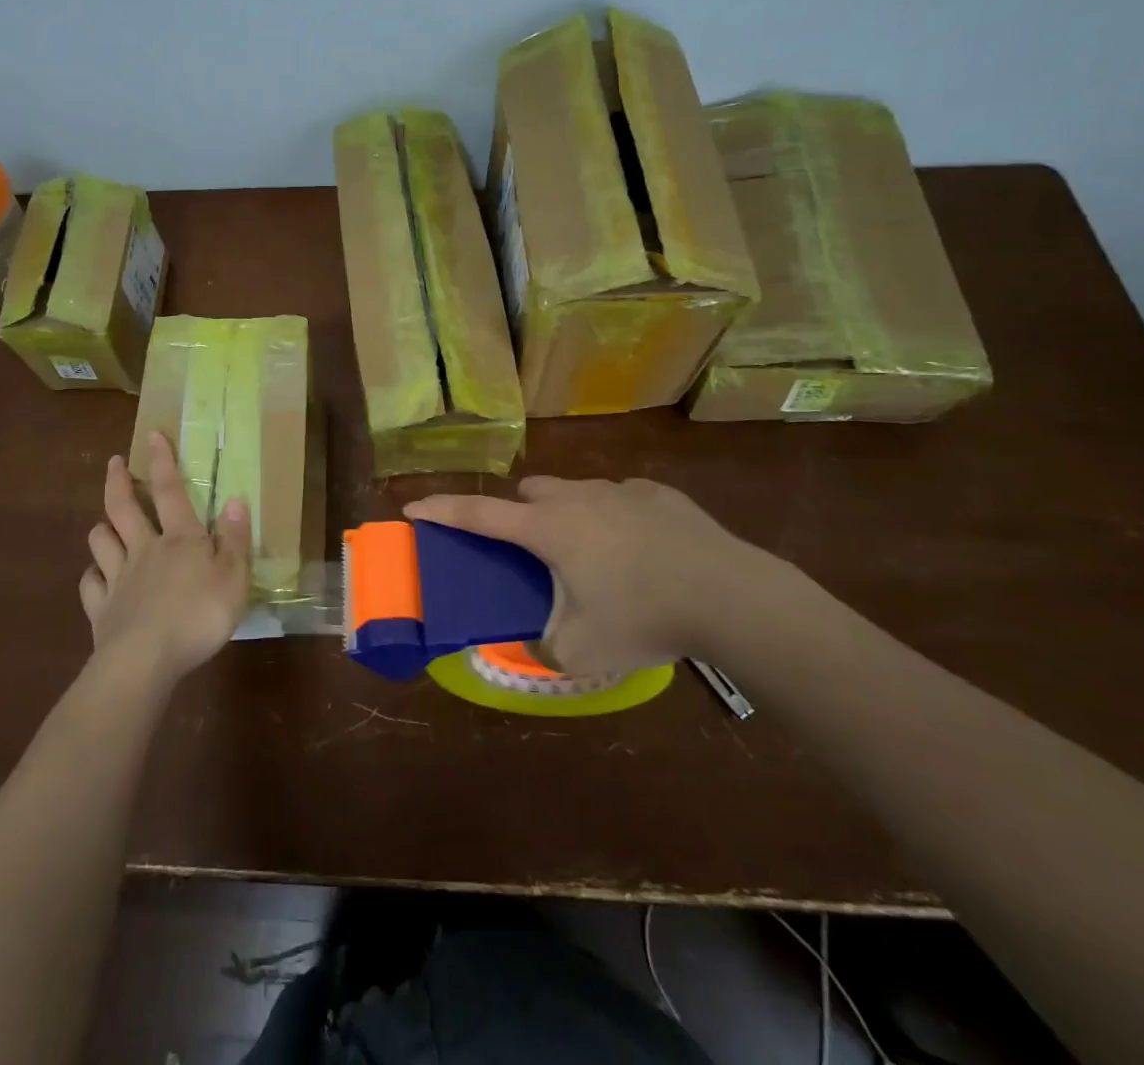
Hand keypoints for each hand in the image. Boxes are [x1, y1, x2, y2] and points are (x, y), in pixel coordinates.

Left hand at [82, 431, 251, 684]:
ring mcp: (118, 579)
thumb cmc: (199, 615)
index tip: (151, 435)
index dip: (161, 461)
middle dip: (118, 481)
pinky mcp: (101, 610)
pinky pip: (90, 585)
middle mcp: (144, 550)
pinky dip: (91, 578)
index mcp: (180, 539)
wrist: (146, 660)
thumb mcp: (235, 577)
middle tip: (114, 462)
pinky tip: (96, 579)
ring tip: (104, 523)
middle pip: (123, 508)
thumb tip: (236, 500)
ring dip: (102, 528)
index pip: (169, 491)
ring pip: (101, 542)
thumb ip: (236, 539)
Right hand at [404, 476, 807, 675]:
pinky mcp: (659, 493)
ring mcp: (621, 490)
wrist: (730, 596)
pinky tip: (642, 550)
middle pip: (530, 493)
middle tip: (534, 552)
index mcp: (549, 530)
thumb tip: (534, 643)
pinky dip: (614, 516)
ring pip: (575, 490)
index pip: (478, 514)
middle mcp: (578, 498)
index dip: (441, 511)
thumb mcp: (581, 651)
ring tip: (594, 556)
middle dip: (520, 515)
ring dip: (568, 513)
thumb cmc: (644, 618)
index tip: (412, 507)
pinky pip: (619, 496)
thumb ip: (543, 648)